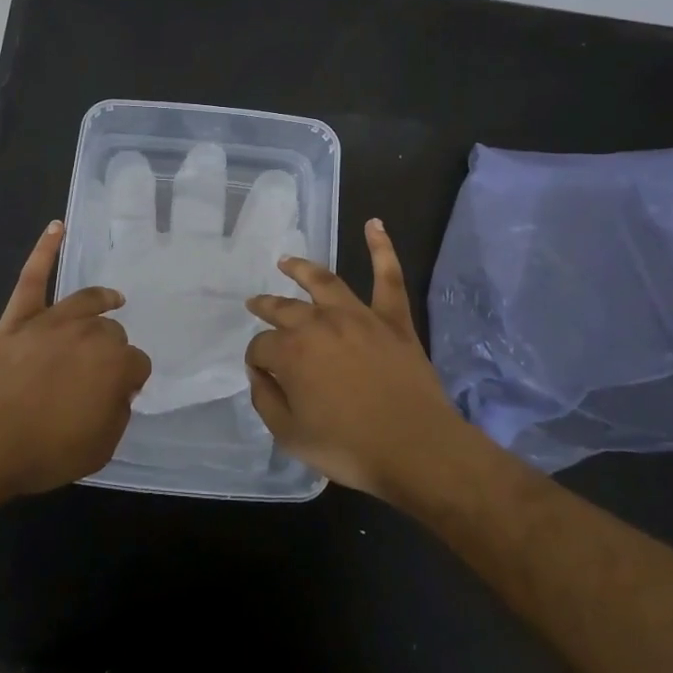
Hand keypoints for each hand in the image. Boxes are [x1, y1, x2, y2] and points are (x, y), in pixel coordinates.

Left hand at [0, 220, 151, 497]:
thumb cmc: (43, 452)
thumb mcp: (100, 448)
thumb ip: (118, 414)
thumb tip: (117, 391)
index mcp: (115, 365)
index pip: (138, 364)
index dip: (130, 381)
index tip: (119, 395)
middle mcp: (90, 334)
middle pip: (113, 332)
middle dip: (111, 351)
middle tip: (97, 375)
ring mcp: (52, 320)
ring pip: (87, 302)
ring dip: (101, 301)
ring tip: (112, 300)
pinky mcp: (19, 317)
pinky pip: (33, 277)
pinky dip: (45, 250)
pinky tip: (56, 227)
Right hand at [244, 219, 466, 498]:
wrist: (416, 449)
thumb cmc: (349, 447)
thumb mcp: (290, 435)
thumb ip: (266, 401)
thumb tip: (259, 374)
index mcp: (291, 352)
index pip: (261, 348)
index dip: (257, 361)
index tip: (261, 374)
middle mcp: (319, 324)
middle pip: (284, 309)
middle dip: (266, 306)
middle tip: (255, 303)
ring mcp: (358, 316)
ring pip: (324, 283)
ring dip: (302, 270)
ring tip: (287, 261)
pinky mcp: (392, 319)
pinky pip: (388, 277)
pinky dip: (382, 248)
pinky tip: (374, 224)